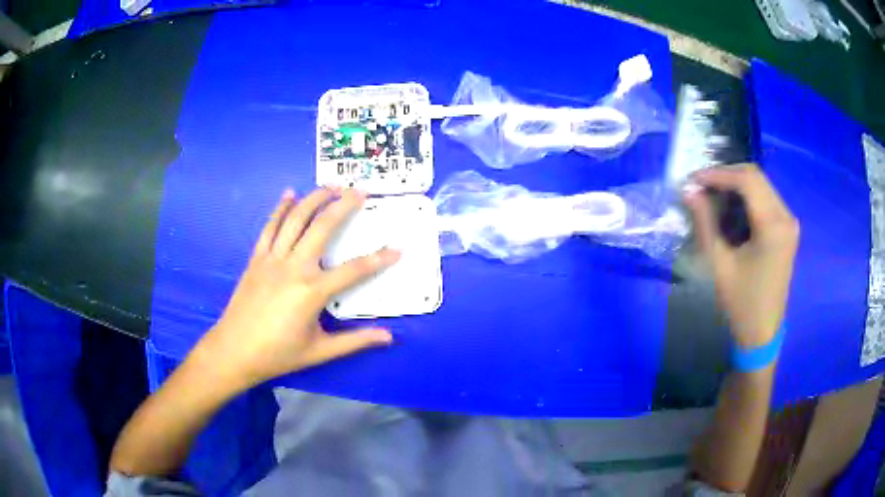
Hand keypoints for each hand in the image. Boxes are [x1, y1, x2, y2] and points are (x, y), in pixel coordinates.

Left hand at [199, 187, 400, 388]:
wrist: (234, 351)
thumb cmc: (278, 354)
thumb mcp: (320, 352)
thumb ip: (355, 341)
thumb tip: (389, 337)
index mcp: (312, 291)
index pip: (354, 270)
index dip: (379, 259)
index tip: (397, 248)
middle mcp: (294, 267)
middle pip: (323, 227)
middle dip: (344, 206)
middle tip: (361, 191)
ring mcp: (273, 259)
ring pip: (296, 219)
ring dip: (315, 198)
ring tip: (331, 185)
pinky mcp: (257, 258)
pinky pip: (270, 227)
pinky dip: (280, 208)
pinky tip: (290, 194)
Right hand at [684, 164, 798, 348]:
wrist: (762, 333)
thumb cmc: (741, 303)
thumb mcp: (719, 263)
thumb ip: (705, 222)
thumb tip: (688, 190)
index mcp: (773, 226)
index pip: (746, 180)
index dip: (718, 174)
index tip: (693, 179)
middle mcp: (786, 216)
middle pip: (755, 177)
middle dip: (725, 176)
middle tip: (700, 186)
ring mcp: (788, 222)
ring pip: (760, 185)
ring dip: (735, 186)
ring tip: (712, 196)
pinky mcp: (786, 228)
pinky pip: (765, 199)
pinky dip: (745, 198)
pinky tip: (730, 209)